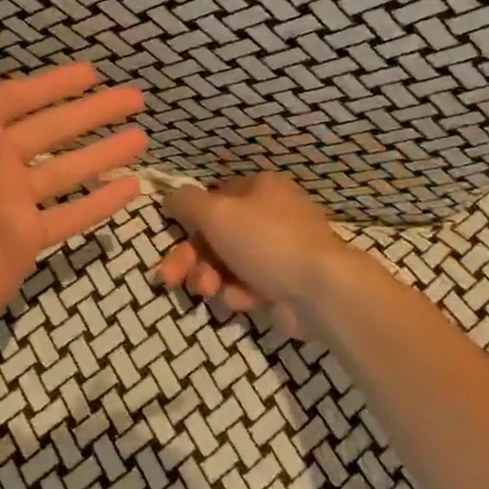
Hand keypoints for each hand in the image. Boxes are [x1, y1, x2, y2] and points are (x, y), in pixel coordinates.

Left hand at [0, 39, 146, 346]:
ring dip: (104, 153)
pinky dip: (102, 202)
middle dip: (93, 112)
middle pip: (52, 129)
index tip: (94, 72)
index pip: (21, 97)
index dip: (55, 83)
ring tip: (143, 138)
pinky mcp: (27, 240)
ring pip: (67, 170)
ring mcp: (12, 203)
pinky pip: (72, 215)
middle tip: (136, 99)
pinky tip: (133, 187)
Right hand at [154, 173, 350, 333]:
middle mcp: (270, 216)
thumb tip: (169, 197)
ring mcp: (277, 252)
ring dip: (208, 278)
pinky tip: (245, 300)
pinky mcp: (281, 285)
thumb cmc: (266, 240)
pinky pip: (246, 286)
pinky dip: (239, 293)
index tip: (170, 239)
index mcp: (260, 189)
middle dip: (190, 259)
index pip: (213, 199)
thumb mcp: (216, 212)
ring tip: (208, 291)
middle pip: (214, 236)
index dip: (189, 221)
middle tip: (171, 278)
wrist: (319, 290)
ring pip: (225, 264)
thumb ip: (186, 202)